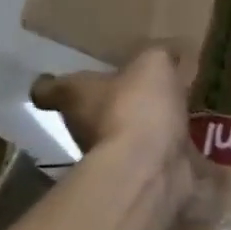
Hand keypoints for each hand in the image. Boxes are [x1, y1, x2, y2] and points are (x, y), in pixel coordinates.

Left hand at [31, 46, 188, 162]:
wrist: (151, 169)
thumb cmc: (138, 107)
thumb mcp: (153, 64)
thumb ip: (157, 55)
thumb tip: (166, 53)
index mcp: (75, 96)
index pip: (47, 89)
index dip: (50, 83)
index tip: (53, 77)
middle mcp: (82, 129)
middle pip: (85, 114)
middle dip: (105, 104)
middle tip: (129, 89)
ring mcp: (109, 158)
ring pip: (119, 136)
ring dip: (135, 128)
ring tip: (163, 113)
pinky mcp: (137, 176)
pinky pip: (150, 157)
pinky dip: (163, 150)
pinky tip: (183, 140)